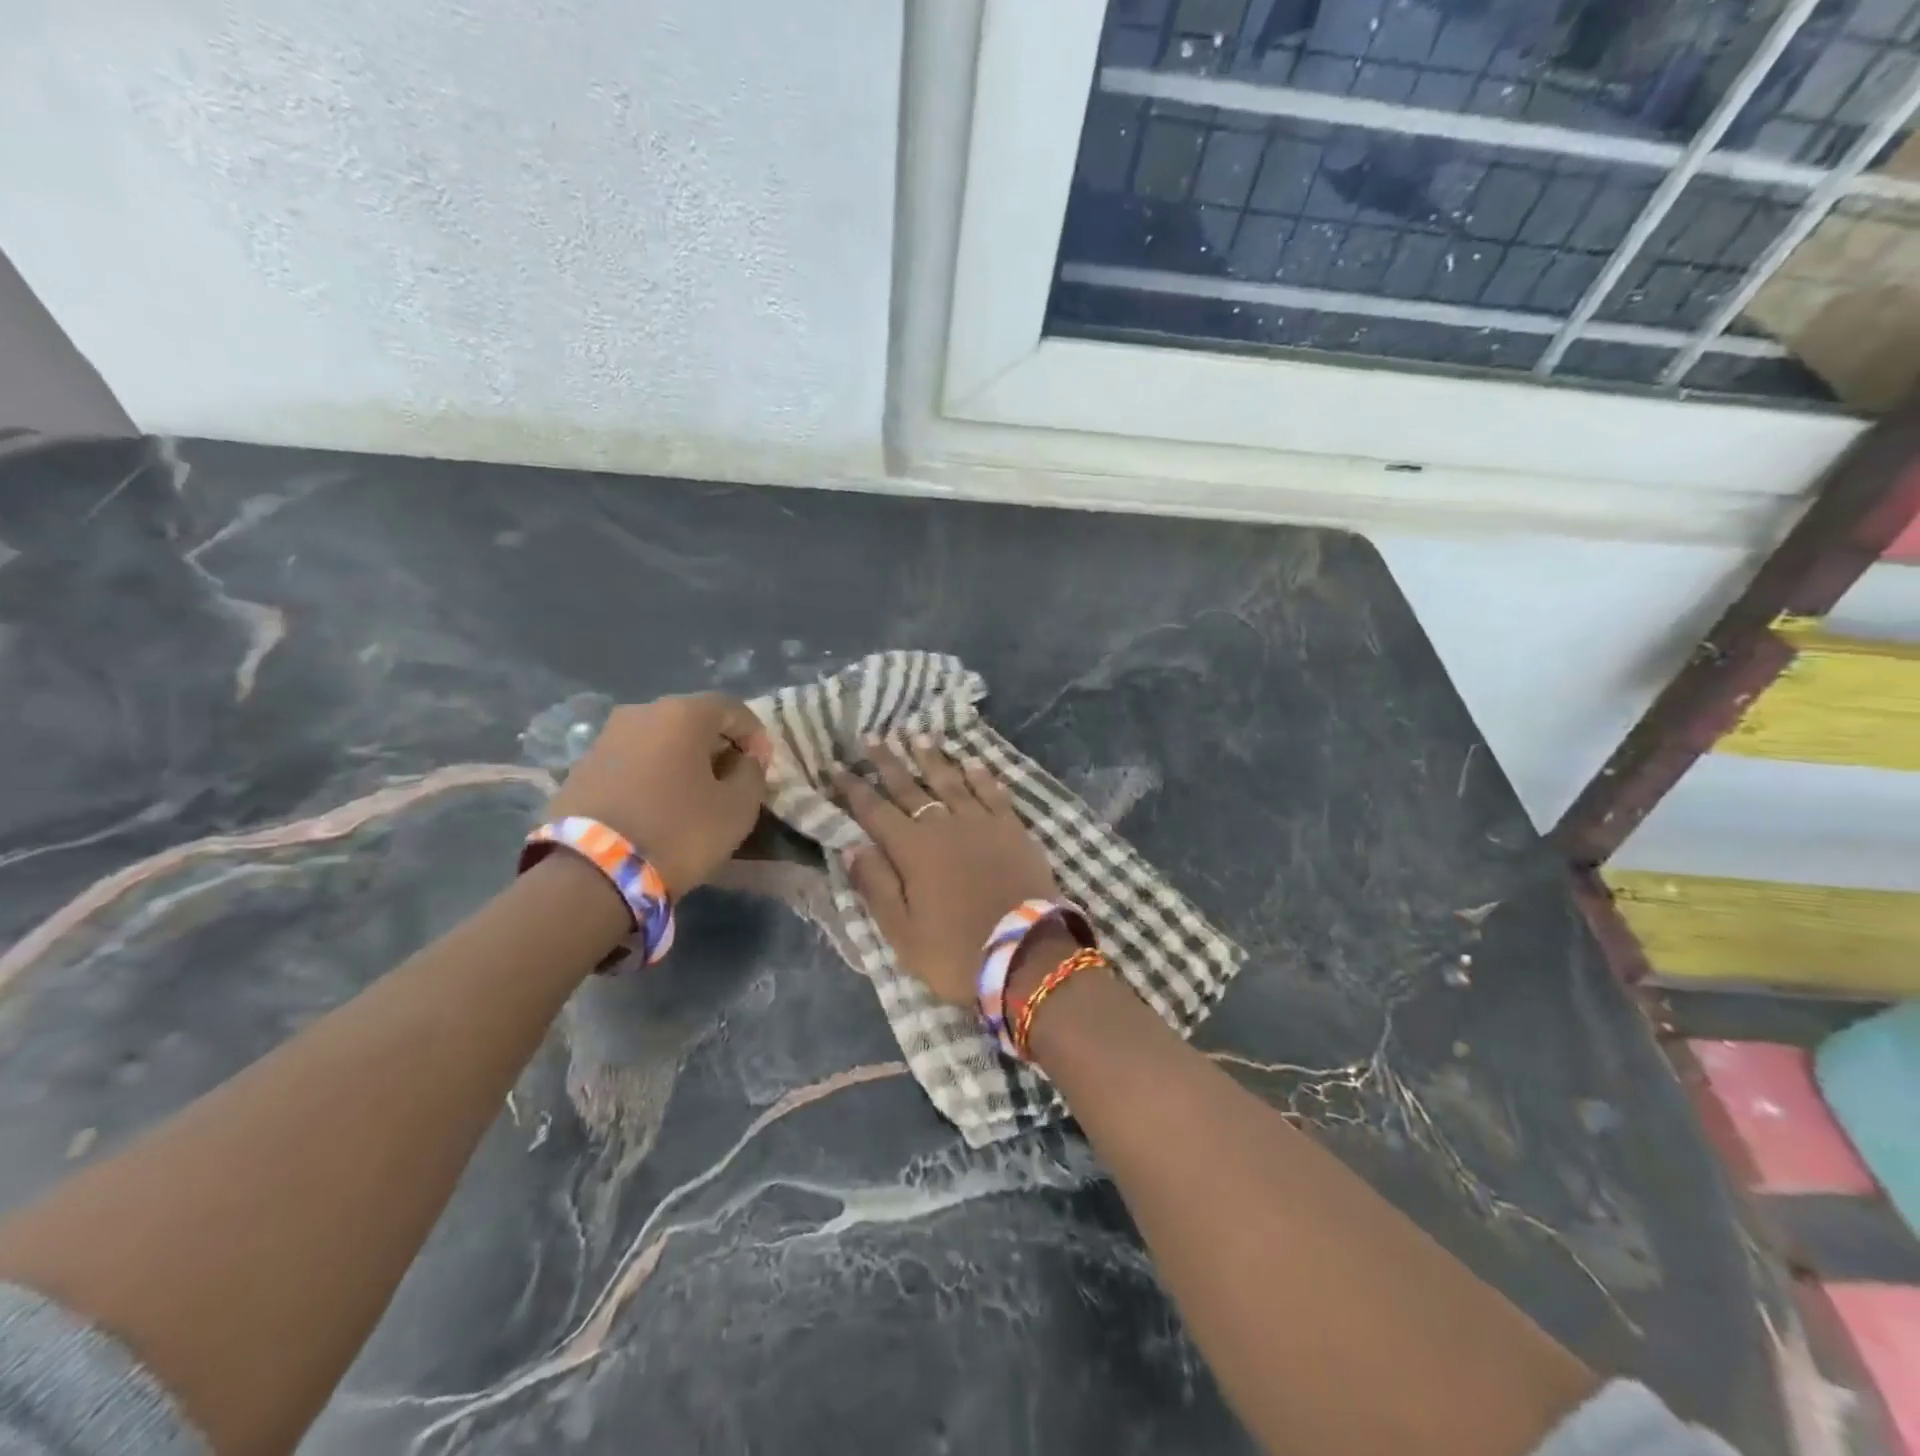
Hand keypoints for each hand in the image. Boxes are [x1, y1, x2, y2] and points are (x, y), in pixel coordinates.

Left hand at [547, 693, 771, 897]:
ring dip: (682, 758)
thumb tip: (744, 761)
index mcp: (683, 714)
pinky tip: (660, 803)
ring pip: (659, 739)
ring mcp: (606, 737)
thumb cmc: (678, 831)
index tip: (762, 765)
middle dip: (717, 744)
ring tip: (694, 793)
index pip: (732, 708)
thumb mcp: (737, 808)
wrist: (590, 872)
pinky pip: (633, 759)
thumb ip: (752, 774)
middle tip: (731, 777)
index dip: (754, 734)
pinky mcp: (582, 766)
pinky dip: (653, 773)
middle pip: (692, 719)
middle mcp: (641, 712)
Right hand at [832, 737, 1059, 1006]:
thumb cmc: (957, 952)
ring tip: (917, 735)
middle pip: (910, 787)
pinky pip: (992, 792)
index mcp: (912, 850)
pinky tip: (972, 761)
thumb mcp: (902, 933)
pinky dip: (980, 775)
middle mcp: (944, 825)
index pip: (874, 811)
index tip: (835, 766)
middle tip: (872, 736)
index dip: (853, 788)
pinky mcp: (1013, 828)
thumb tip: (850, 846)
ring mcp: (982, 823)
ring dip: (932, 757)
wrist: (1028, 955)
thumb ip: (876, 885)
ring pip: (951, 780)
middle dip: (888, 762)